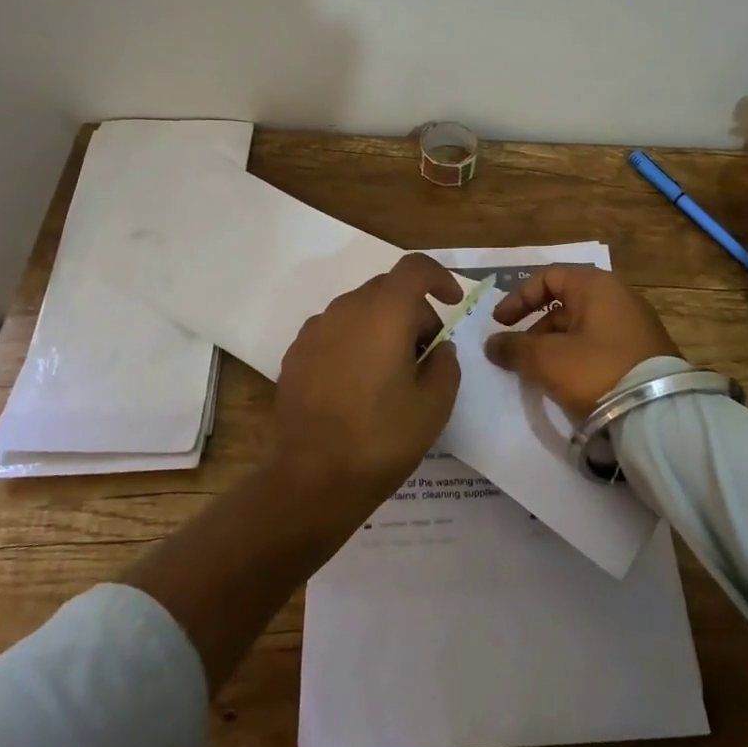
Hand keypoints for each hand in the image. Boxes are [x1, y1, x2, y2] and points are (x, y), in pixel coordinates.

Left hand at [271, 253, 463, 508]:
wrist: (312, 478)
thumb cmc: (382, 438)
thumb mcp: (436, 404)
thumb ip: (446, 364)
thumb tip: (438, 348)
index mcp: (385, 312)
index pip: (415, 268)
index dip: (439, 277)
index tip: (452, 303)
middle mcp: (347, 309)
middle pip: (387, 289)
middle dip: (413, 310)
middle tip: (426, 353)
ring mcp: (316, 329)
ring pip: (359, 310)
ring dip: (382, 326)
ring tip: (390, 372)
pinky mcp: (295, 353)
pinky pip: (334, 331)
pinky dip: (354, 342)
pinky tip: (357, 384)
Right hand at [484, 266, 679, 421]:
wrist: (659, 415)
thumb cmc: (596, 371)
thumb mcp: (546, 359)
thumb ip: (514, 348)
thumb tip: (493, 344)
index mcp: (596, 286)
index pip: (548, 277)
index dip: (518, 298)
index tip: (499, 324)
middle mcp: (618, 297)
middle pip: (564, 304)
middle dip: (535, 329)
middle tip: (518, 355)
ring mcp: (634, 325)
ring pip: (581, 328)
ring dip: (554, 346)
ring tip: (540, 375)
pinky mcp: (643, 353)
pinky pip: (599, 346)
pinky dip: (577, 357)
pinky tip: (567, 383)